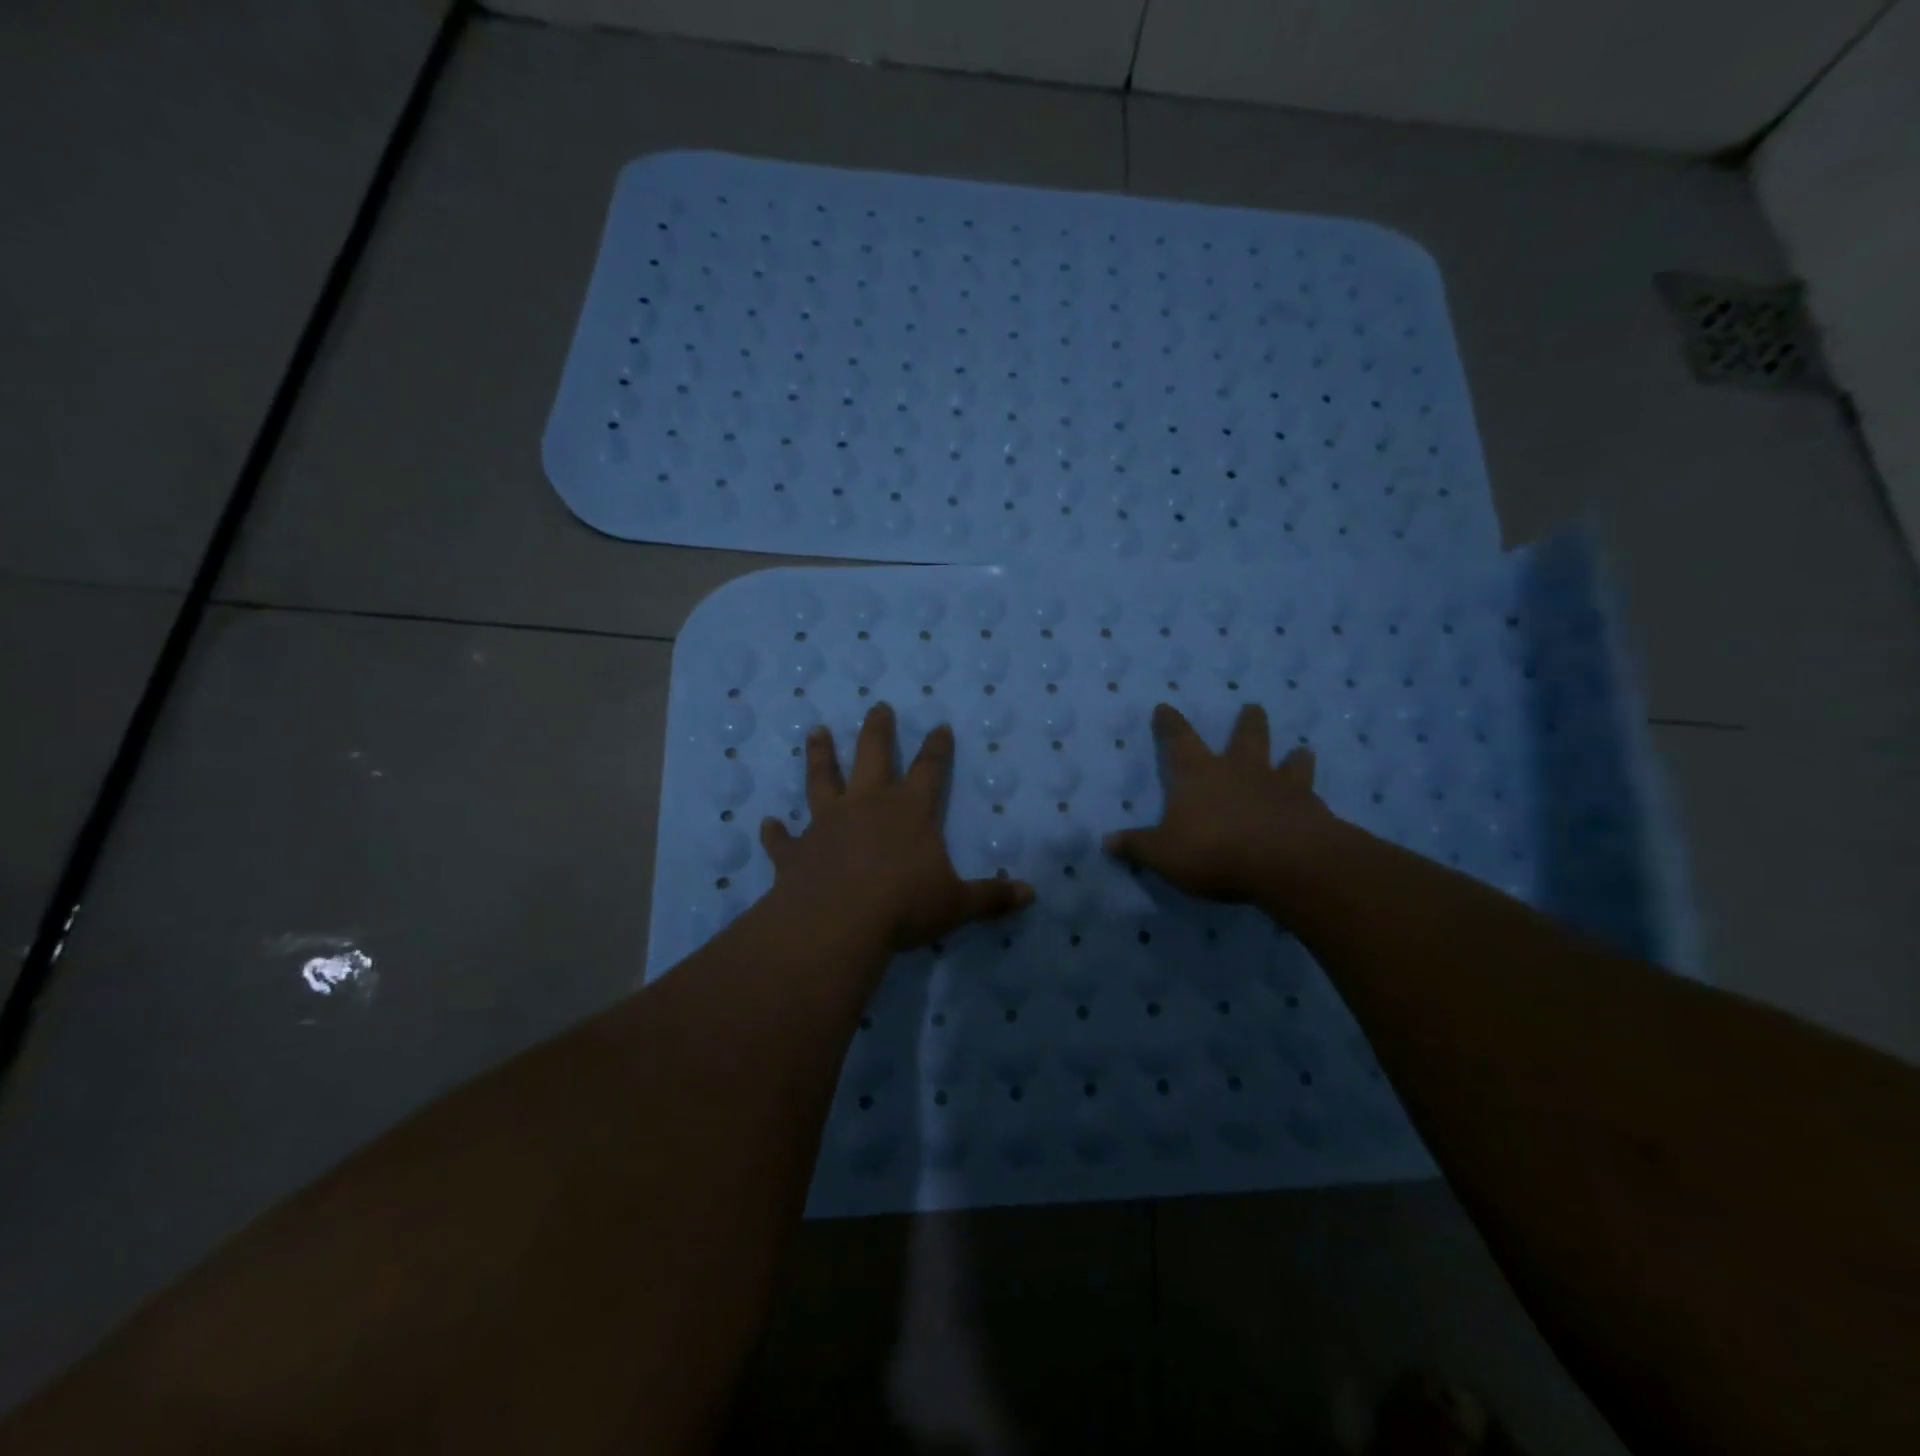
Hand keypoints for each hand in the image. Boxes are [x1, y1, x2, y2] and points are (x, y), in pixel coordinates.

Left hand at [760, 702, 1034, 951]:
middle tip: (877, 707)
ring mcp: (828, 824)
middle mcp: (868, 806)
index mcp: (910, 812)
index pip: (930, 770)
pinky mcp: (797, 851)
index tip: (940, 726)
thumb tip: (1030, 894)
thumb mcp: (956, 904)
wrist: (837, 922)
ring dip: (819, 756)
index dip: (937, 748)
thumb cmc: (903, 906)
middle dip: (877, 731)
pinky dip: (775, 832)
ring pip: (822, 780)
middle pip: (873, 756)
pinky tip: (766, 823)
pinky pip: (783, 838)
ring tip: (815, 732)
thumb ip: (991, 897)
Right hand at [1103, 702, 1335, 904]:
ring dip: (1292, 756)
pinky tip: (1317, 799)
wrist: (1287, 862)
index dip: (1169, 724)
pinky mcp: (1311, 809)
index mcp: (1199, 774)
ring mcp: (1280, 787)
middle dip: (1246, 722)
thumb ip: (1137, 846)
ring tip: (1301, 749)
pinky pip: (1312, 795)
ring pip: (1287, 761)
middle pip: (1244, 738)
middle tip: (1253, 706)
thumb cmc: (1215, 851)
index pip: (1179, 740)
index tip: (1165, 706)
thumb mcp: (1163, 854)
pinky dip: (1312, 794)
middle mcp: (1240, 771)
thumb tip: (1107, 841)